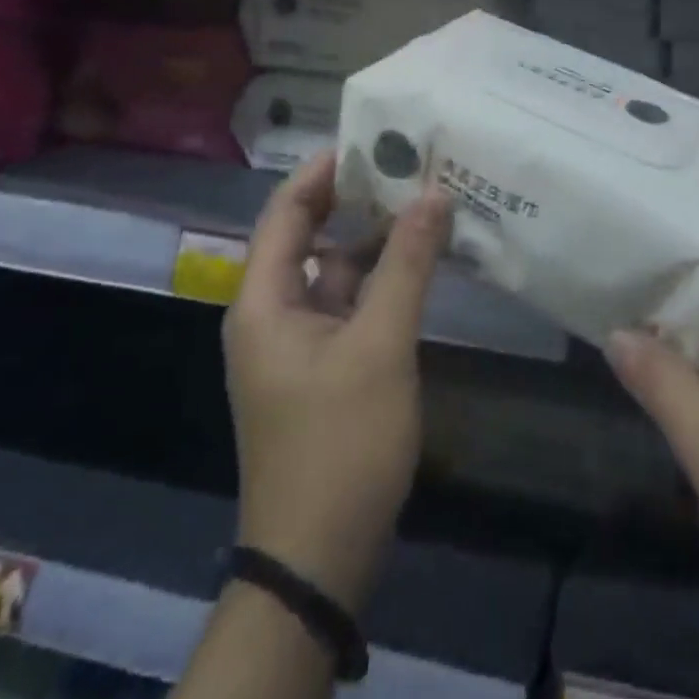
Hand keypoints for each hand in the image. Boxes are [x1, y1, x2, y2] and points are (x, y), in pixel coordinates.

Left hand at [224, 150, 452, 612]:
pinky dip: (384, 280)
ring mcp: (302, 343)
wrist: (319, 559)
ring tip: (427, 203)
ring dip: (377, 241)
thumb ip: (407, 265)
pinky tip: (424, 263)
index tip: (373, 139)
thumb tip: (433, 192)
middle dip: (359, 201)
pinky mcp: (327, 367)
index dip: (324, 171)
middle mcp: (274, 313)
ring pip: (338, 271)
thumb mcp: (380, 345)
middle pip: (313, 237)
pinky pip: (353, 304)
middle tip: (411, 166)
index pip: (287, 212)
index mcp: (264, 301)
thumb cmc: (340, 443)